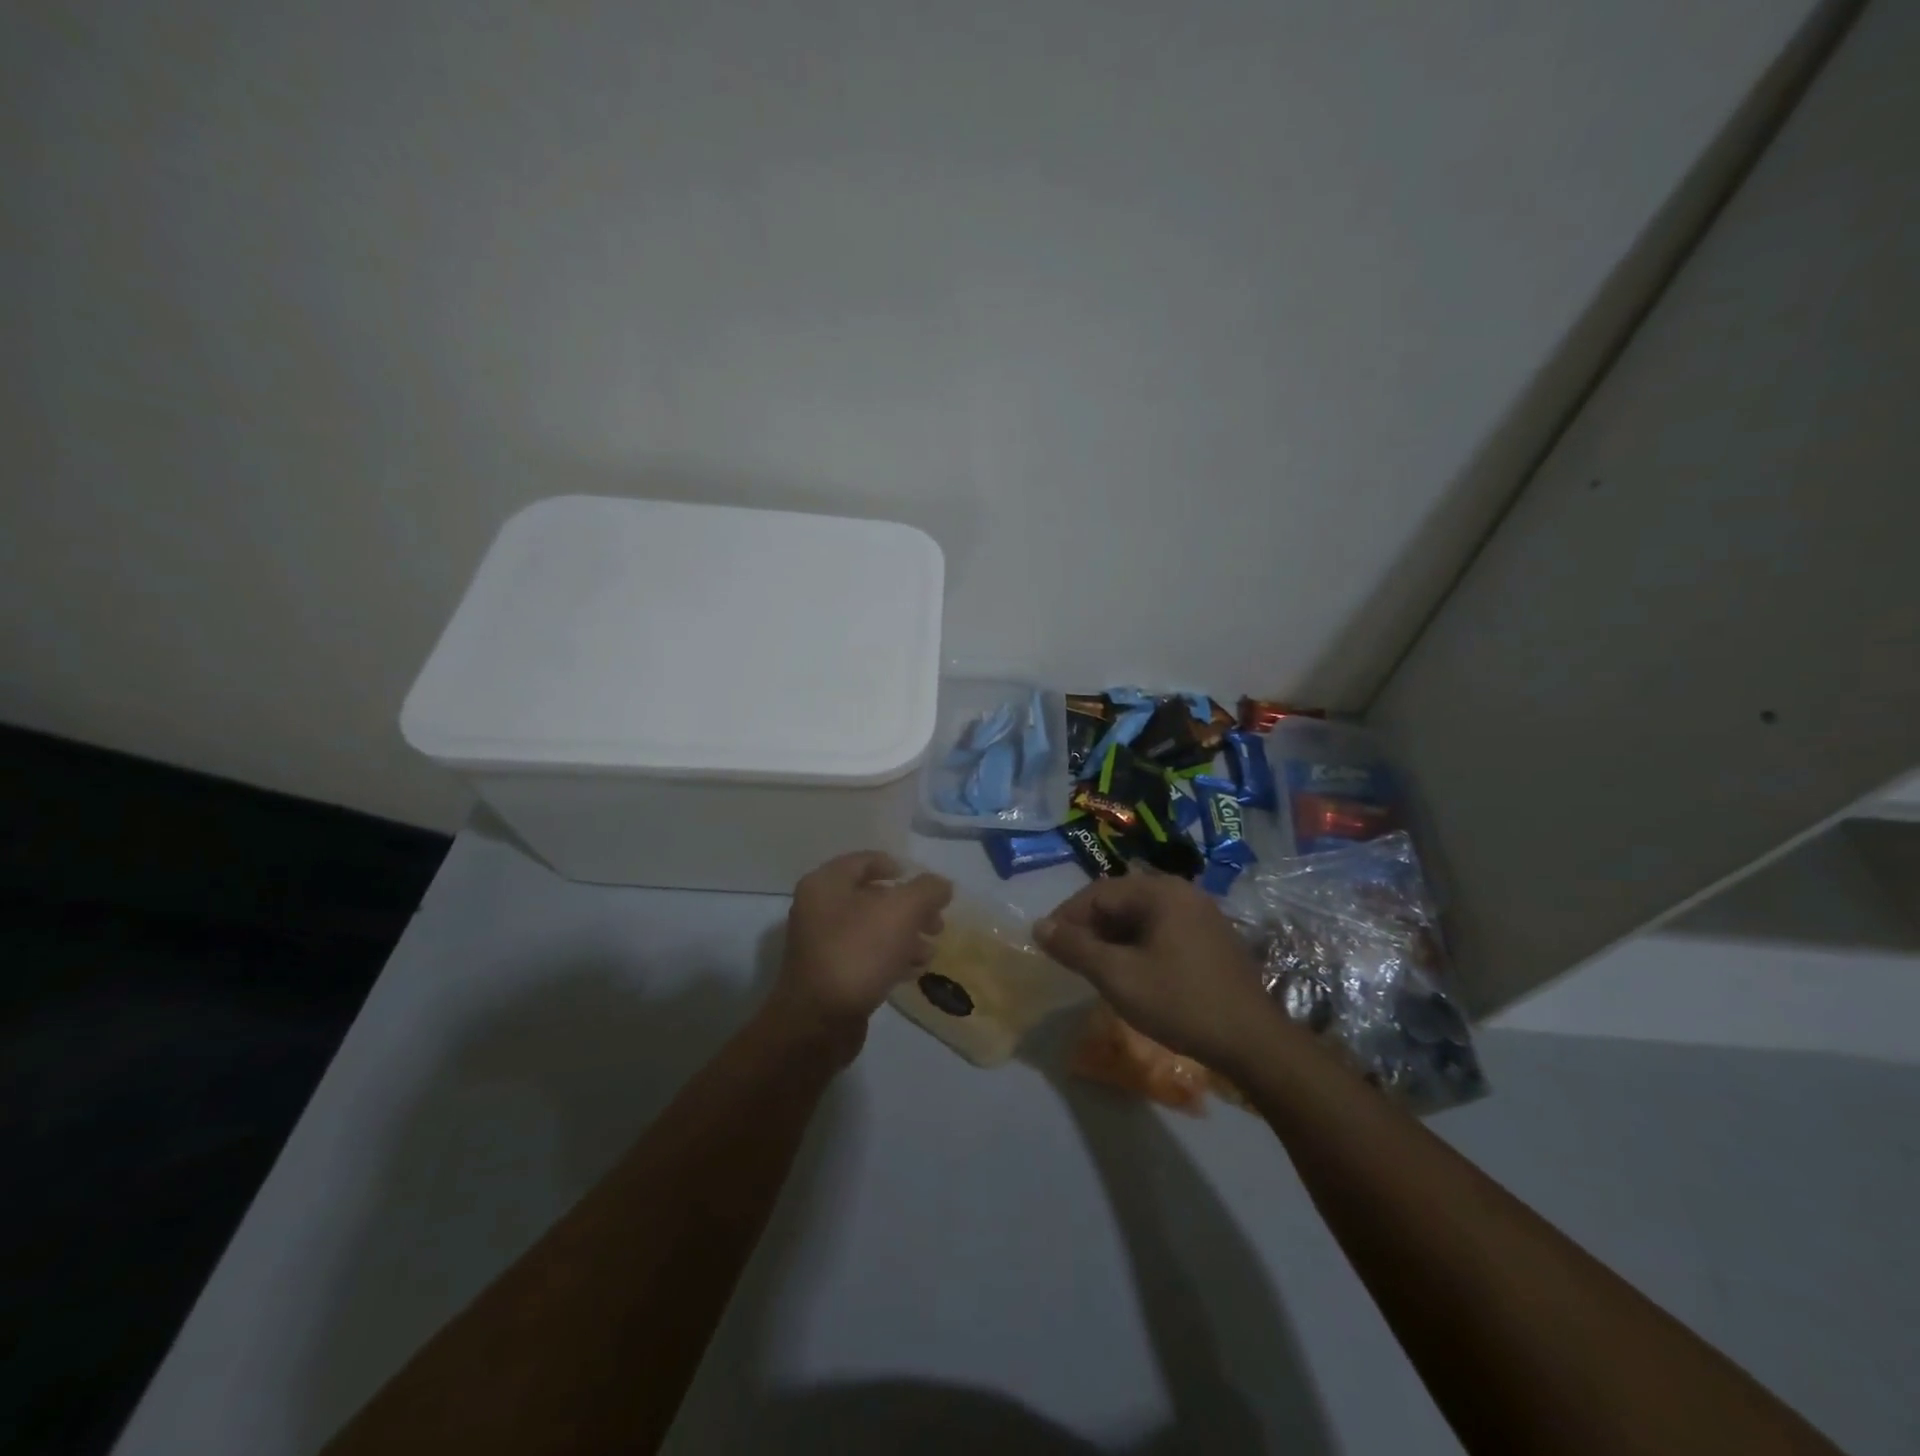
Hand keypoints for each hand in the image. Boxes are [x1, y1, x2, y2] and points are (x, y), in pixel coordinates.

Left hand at [768, 852, 953, 1062]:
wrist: (819, 1022)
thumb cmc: (858, 952)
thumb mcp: (902, 911)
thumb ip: (927, 891)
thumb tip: (942, 885)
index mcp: (826, 884)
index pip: (865, 861)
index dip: (897, 867)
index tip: (926, 886)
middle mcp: (819, 908)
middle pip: (872, 897)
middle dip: (910, 908)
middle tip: (937, 923)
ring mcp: (822, 944)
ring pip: (872, 929)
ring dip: (905, 936)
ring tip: (930, 952)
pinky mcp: (830, 975)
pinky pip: (866, 956)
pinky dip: (891, 958)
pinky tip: (914, 971)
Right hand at [1035, 873, 1281, 1071]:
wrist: (1253, 1041)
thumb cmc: (1180, 1003)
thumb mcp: (1118, 976)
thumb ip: (1075, 948)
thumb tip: (1039, 926)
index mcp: (1160, 891)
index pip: (1097, 892)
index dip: (1066, 917)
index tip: (1046, 945)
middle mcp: (1182, 892)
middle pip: (1119, 900)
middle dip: (1089, 927)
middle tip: (1068, 958)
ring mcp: (1200, 913)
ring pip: (1140, 916)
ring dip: (1112, 937)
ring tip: (1094, 968)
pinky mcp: (1211, 936)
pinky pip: (1161, 928)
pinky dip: (1137, 944)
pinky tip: (1130, 972)